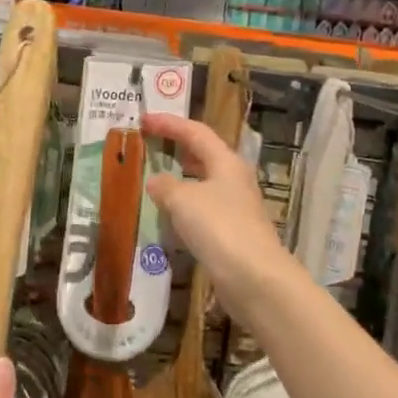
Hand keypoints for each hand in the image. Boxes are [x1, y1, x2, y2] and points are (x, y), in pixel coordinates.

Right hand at [142, 113, 296, 318]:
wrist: (254, 278)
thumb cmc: (219, 227)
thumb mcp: (183, 200)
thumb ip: (165, 186)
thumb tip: (155, 180)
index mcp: (225, 162)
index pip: (195, 132)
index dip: (169, 123)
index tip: (143, 119)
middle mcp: (233, 180)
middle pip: (204, 155)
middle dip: (177, 148)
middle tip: (151, 145)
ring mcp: (235, 208)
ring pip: (204, 184)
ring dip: (180, 180)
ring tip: (154, 179)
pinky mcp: (232, 234)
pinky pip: (203, 211)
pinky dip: (184, 208)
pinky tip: (168, 218)